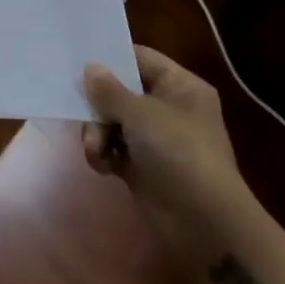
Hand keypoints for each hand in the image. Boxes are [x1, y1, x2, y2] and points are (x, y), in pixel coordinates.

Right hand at [81, 45, 252, 242]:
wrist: (205, 225)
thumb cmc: (178, 153)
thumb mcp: (140, 113)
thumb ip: (109, 89)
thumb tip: (90, 68)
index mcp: (180, 86)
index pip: (140, 58)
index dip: (111, 58)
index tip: (78, 61)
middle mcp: (169, 108)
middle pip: (121, 91)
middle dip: (99, 105)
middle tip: (83, 113)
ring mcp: (157, 140)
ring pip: (113, 122)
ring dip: (98, 134)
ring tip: (96, 149)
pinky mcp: (144, 168)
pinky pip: (114, 149)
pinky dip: (105, 155)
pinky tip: (103, 165)